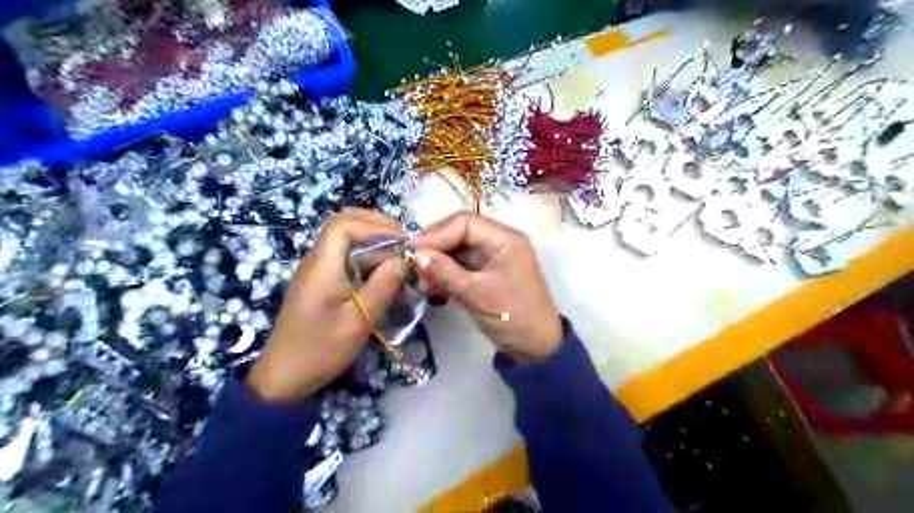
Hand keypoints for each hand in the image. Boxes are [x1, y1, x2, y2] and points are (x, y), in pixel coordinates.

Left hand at [248, 209, 405, 405]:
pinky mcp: (322, 284)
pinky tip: (386, 275)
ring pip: (347, 242)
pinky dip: (368, 260)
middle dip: (376, 226)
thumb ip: (382, 286)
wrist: (284, 378)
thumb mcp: (358, 320)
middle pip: (344, 224)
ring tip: (400, 258)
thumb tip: (403, 259)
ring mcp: (318, 272)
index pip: (345, 224)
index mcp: (322, 265)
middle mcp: (318, 261)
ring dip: (375, 244)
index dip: (376, 225)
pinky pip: (347, 259)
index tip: (404, 241)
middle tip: (404, 241)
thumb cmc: (320, 349)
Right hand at [411, 213, 560, 364]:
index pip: (464, 222)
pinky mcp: (487, 273)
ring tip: (422, 284)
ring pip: (457, 250)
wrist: (537, 348)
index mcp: (504, 239)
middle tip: (414, 268)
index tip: (411, 251)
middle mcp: (499, 241)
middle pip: (459, 233)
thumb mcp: (476, 294)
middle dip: (435, 249)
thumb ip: (445, 272)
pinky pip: (461, 266)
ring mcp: (492, 257)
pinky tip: (432, 288)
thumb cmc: (513, 317)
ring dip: (437, 263)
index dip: (435, 234)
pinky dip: (445, 274)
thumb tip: (415, 255)